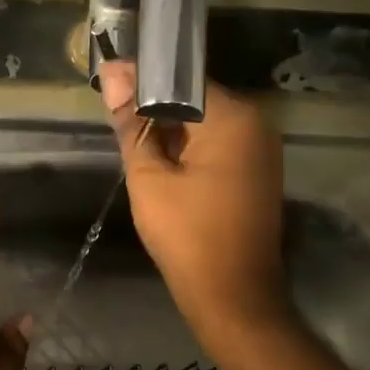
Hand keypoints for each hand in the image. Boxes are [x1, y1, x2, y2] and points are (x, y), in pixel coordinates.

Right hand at [99, 62, 293, 346]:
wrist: (232, 296)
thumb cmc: (186, 235)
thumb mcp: (148, 177)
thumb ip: (132, 123)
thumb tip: (112, 74)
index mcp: (233, 117)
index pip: (181, 78)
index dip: (141, 79)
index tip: (107, 83)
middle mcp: (256, 122)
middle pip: (195, 97)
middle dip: (154, 104)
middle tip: (114, 114)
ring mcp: (262, 146)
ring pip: (205, 120)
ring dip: (170, 126)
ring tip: (130, 135)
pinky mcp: (258, 169)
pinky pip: (218, 142)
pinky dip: (189, 145)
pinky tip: (161, 160)